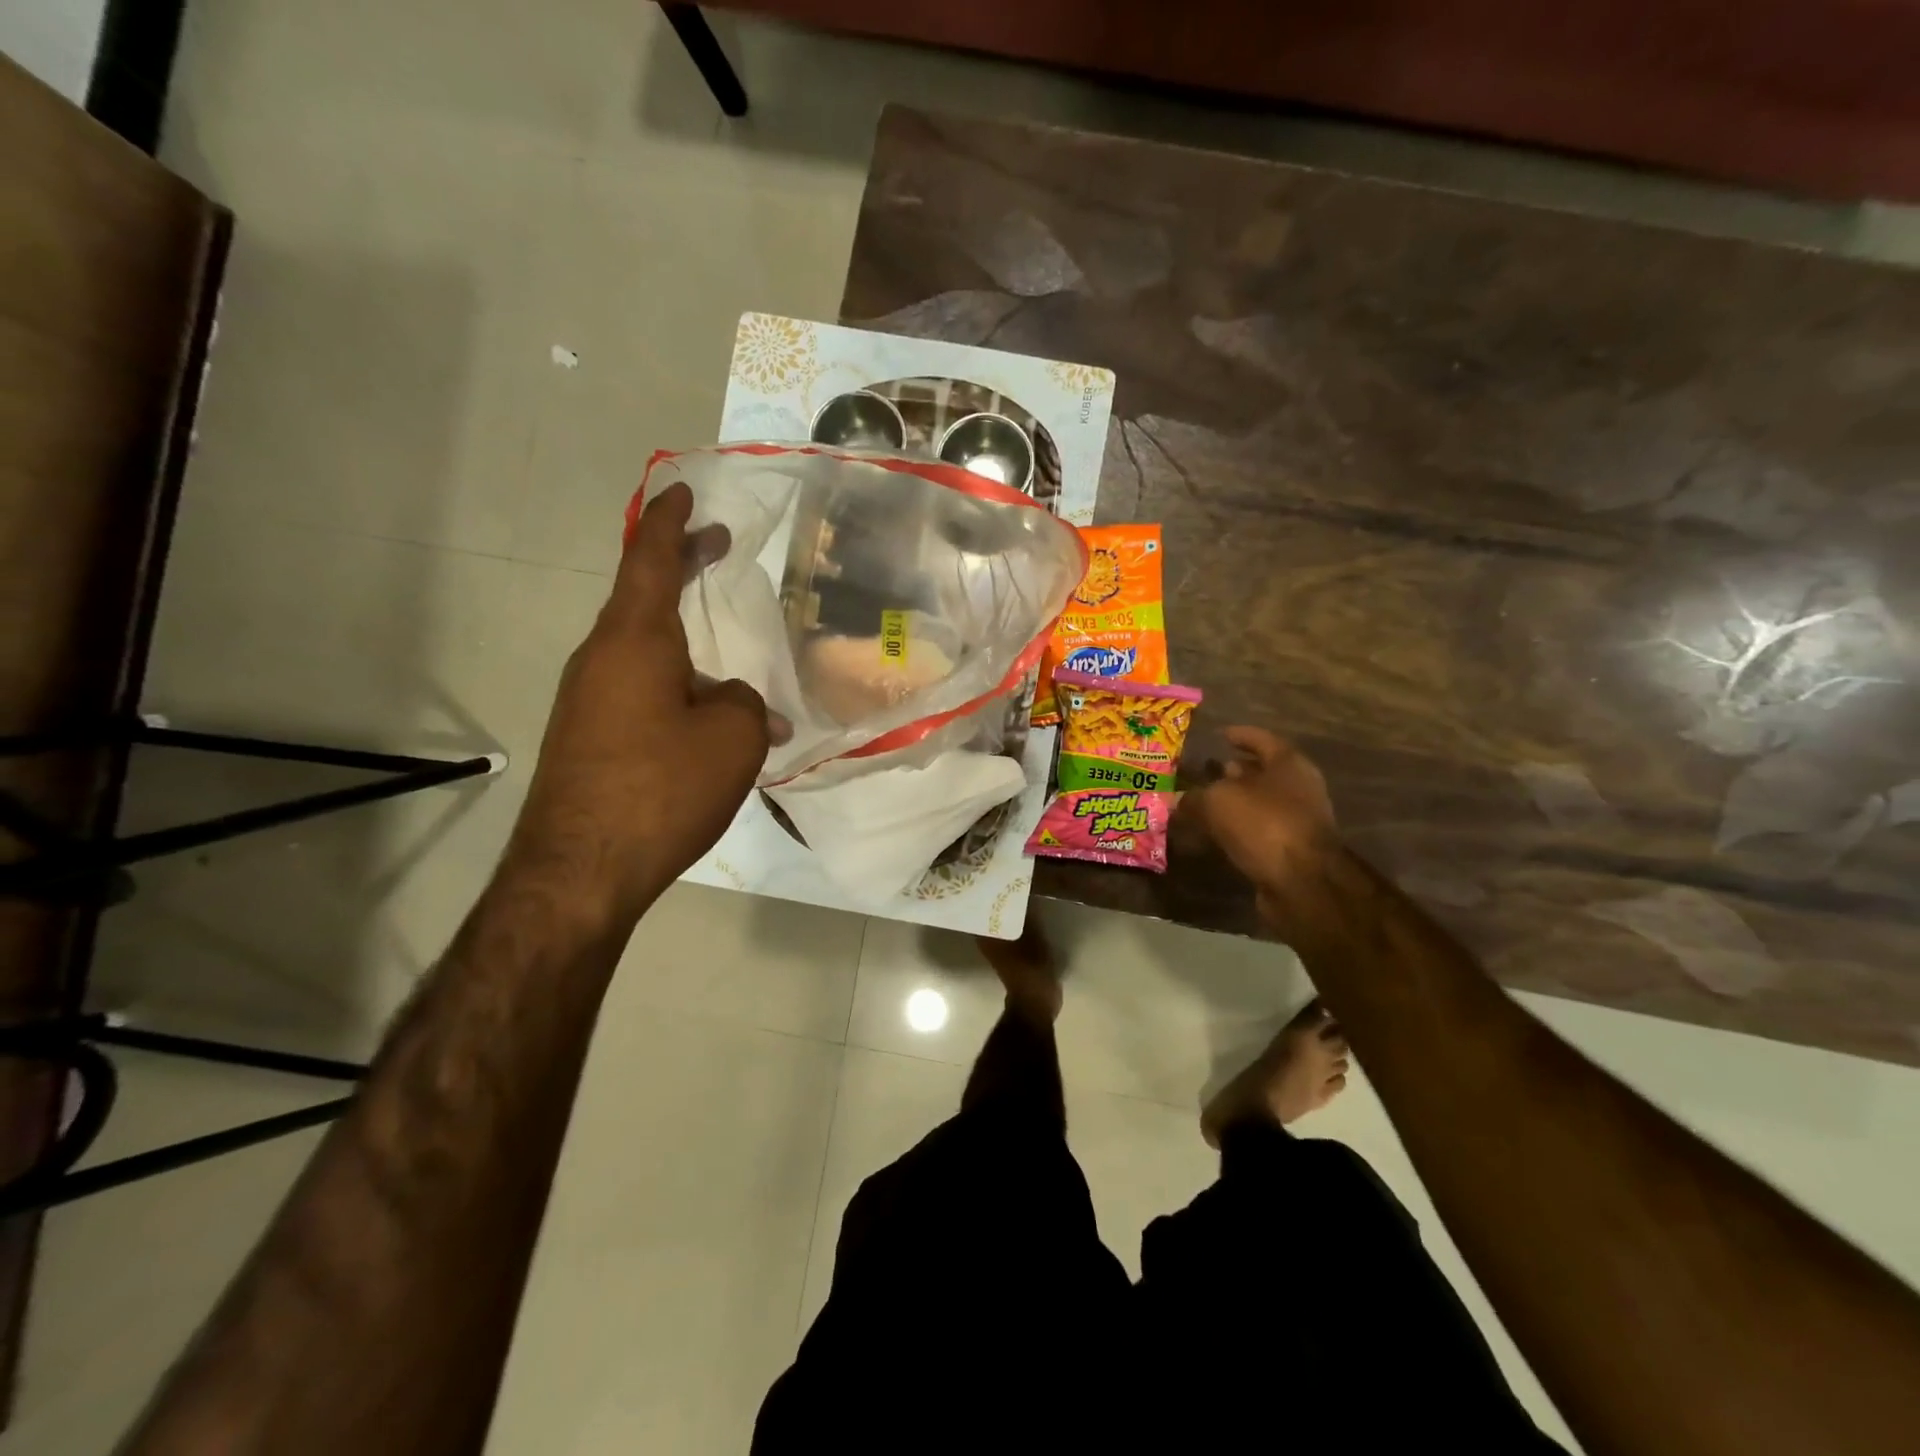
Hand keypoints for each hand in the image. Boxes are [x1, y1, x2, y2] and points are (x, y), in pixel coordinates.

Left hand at [507, 483, 771, 922]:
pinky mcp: (586, 739)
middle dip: (679, 570)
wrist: (581, 870)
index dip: (669, 521)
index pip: (649, 559)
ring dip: (686, 647)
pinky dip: (674, 688)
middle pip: (642, 599)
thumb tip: (738, 704)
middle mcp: (602, 659)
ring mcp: (587, 701)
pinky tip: (706, 726)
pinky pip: (637, 693)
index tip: (682, 490)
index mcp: (636, 640)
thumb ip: (747, 704)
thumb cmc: (662, 787)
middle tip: (715, 550)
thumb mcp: (734, 738)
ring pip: (644, 653)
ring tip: (733, 674)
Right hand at [1184, 726, 1338, 921]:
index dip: (1240, 735)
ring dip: (1236, 801)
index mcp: (1287, 763)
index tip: (1220, 735)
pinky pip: (1260, 829)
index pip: (1262, 739)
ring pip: (1261, 802)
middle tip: (1207, 770)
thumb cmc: (1263, 824)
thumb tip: (1178, 799)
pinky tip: (1216, 832)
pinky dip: (1239, 827)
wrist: (1302, 882)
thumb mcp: (1217, 801)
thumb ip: (1195, 797)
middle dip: (1236, 771)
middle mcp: (1298, 787)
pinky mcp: (1291, 849)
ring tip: (1205, 801)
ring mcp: (1298, 820)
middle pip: (1264, 772)